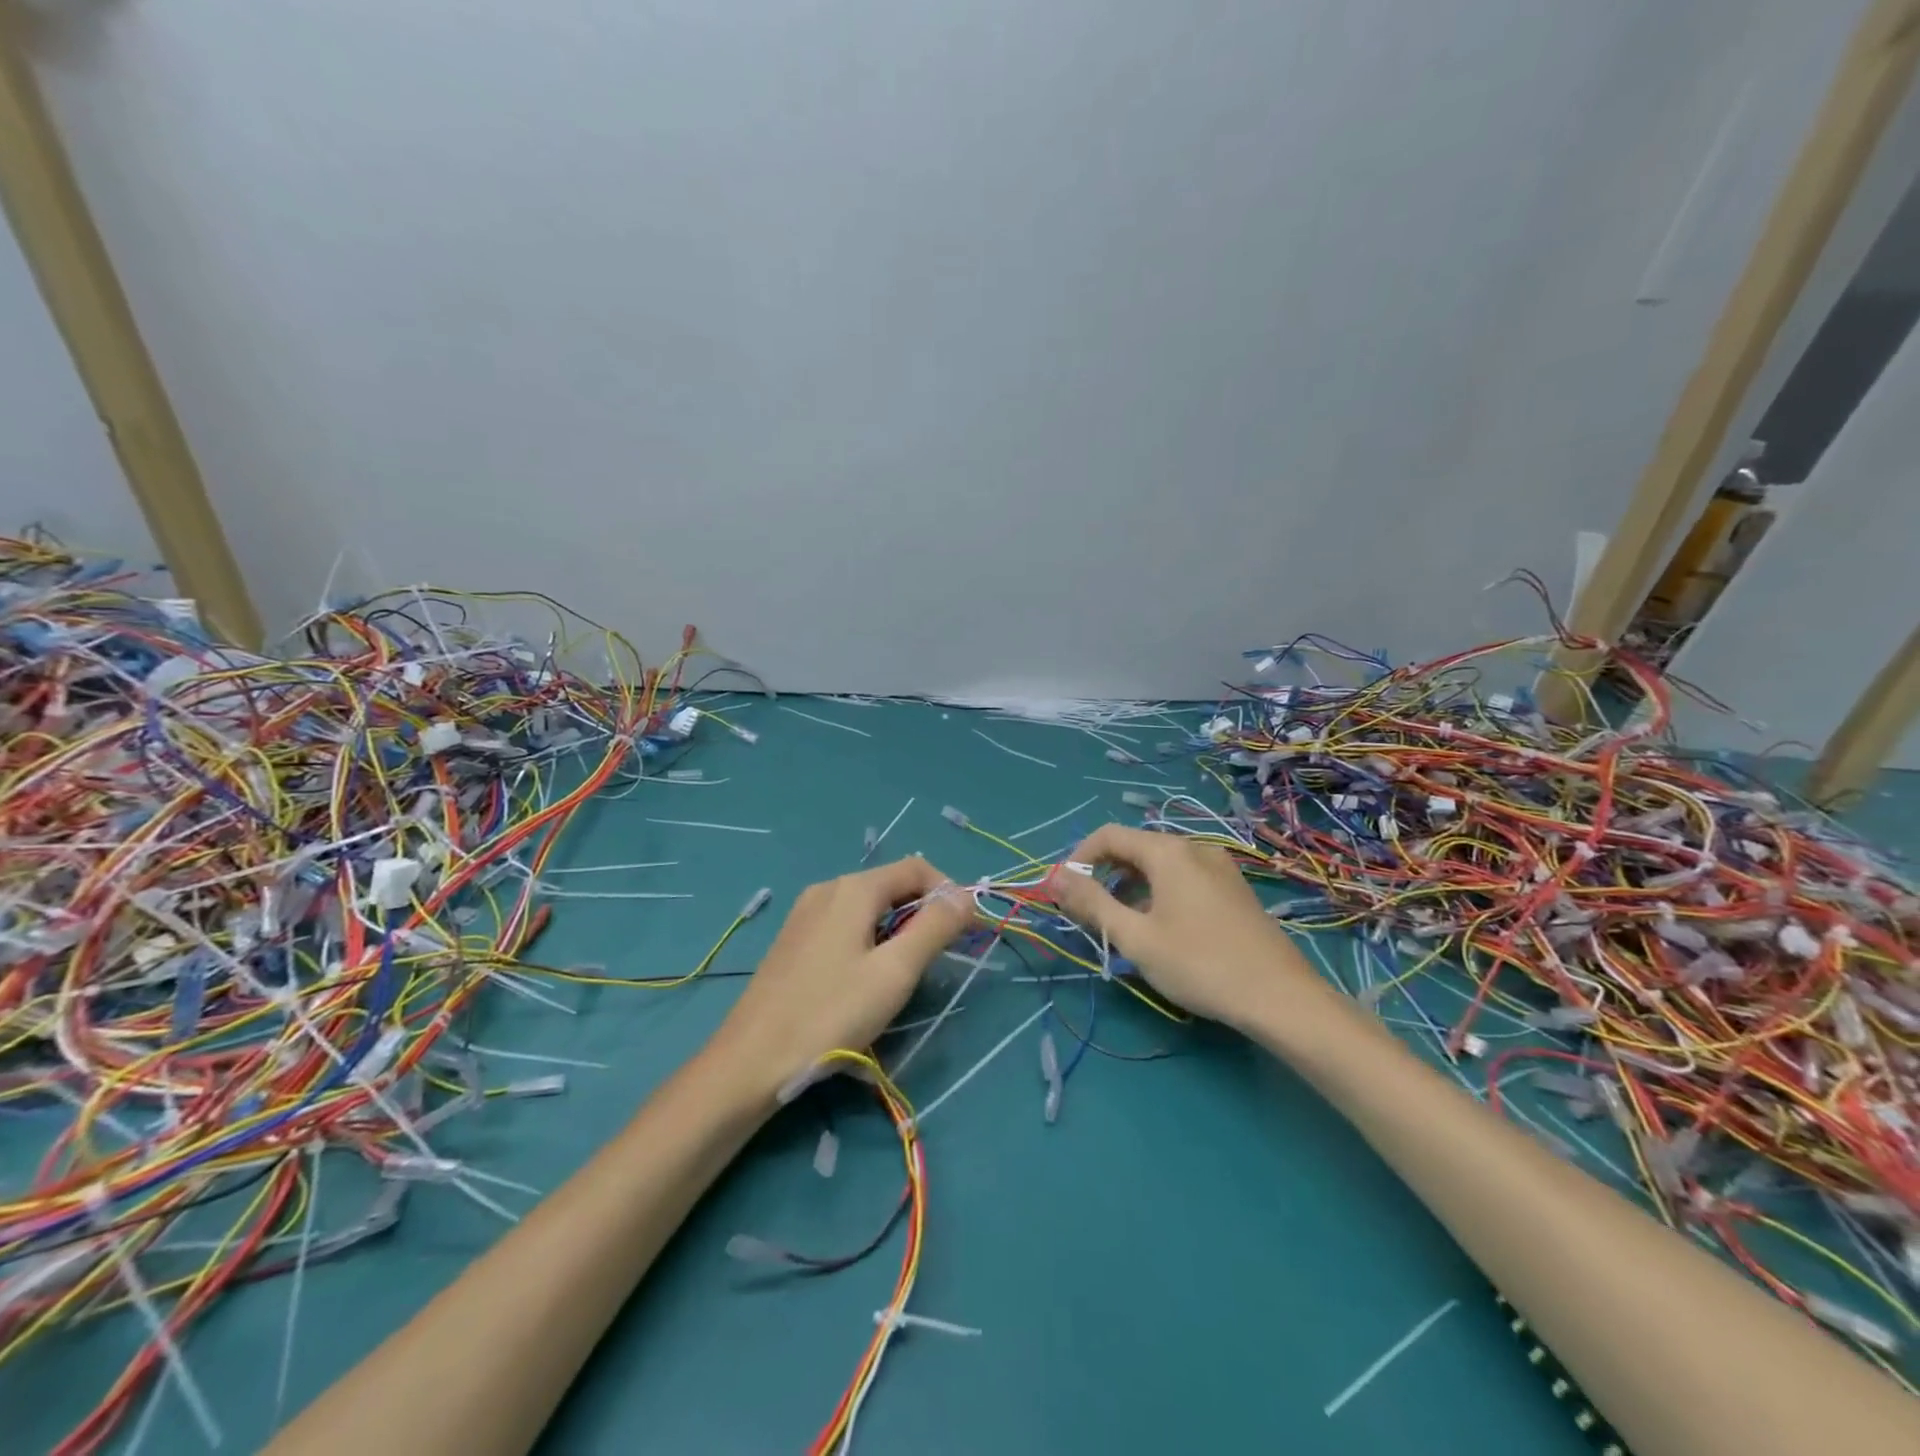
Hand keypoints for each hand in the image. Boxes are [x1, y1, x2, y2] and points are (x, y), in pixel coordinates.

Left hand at [707, 856, 973, 1100]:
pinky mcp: (793, 941)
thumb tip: (964, 896)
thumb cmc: (830, 1014)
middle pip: (891, 885)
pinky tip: (862, 982)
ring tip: (901, 976)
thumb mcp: (895, 972)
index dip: (948, 893)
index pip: (917, 868)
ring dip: (897, 931)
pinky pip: (844, 926)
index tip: (964, 932)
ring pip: (868, 908)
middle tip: (935, 961)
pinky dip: (869, 941)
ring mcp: (805, 914)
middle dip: (922, 914)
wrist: (750, 1062)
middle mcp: (827, 889)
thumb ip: (934, 928)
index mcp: (853, 889)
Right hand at [1048, 824, 1316, 1030]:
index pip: (1108, 835)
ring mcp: (1219, 867)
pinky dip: (1158, 893)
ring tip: (1120, 925)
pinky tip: (1159, 929)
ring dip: (1130, 886)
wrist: (1281, 998)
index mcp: (1168, 851)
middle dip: (1103, 875)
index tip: (1064, 894)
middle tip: (1087, 913)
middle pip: (1135, 847)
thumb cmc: (1199, 964)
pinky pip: (1183, 878)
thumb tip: (1054, 877)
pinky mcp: (1233, 889)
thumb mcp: (1135, 936)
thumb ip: (1091, 903)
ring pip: (1159, 865)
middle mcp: (1194, 848)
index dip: (1079, 859)